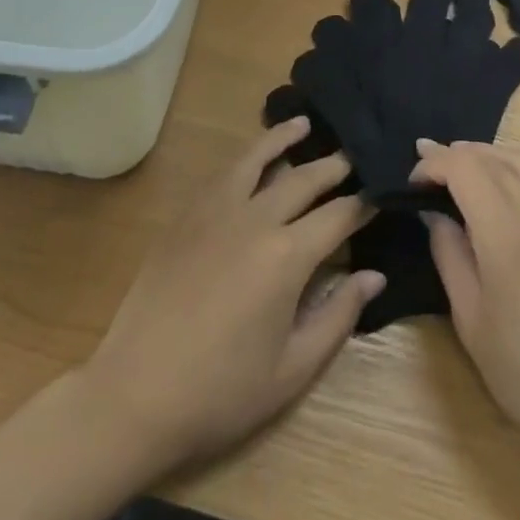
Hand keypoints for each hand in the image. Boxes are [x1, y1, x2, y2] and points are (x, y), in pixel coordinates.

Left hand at [80, 119, 383, 475]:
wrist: (136, 395)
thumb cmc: (222, 392)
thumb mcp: (293, 369)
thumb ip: (339, 316)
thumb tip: (374, 274)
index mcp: (287, 256)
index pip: (338, 215)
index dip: (365, 204)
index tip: (383, 193)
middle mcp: (254, 219)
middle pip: (303, 178)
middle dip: (334, 165)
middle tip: (356, 155)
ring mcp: (214, 212)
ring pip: (256, 159)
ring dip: (284, 138)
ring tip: (304, 124)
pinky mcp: (185, 217)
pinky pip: (222, 174)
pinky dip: (244, 157)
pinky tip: (251, 158)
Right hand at [410, 139, 519, 476]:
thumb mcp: (472, 322)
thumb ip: (450, 255)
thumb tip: (437, 214)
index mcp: (511, 236)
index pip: (466, 168)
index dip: (435, 164)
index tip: (413, 180)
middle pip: (496, 158)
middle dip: (457, 154)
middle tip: (428, 166)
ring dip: (489, 157)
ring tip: (463, 169)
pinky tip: (506, 193)